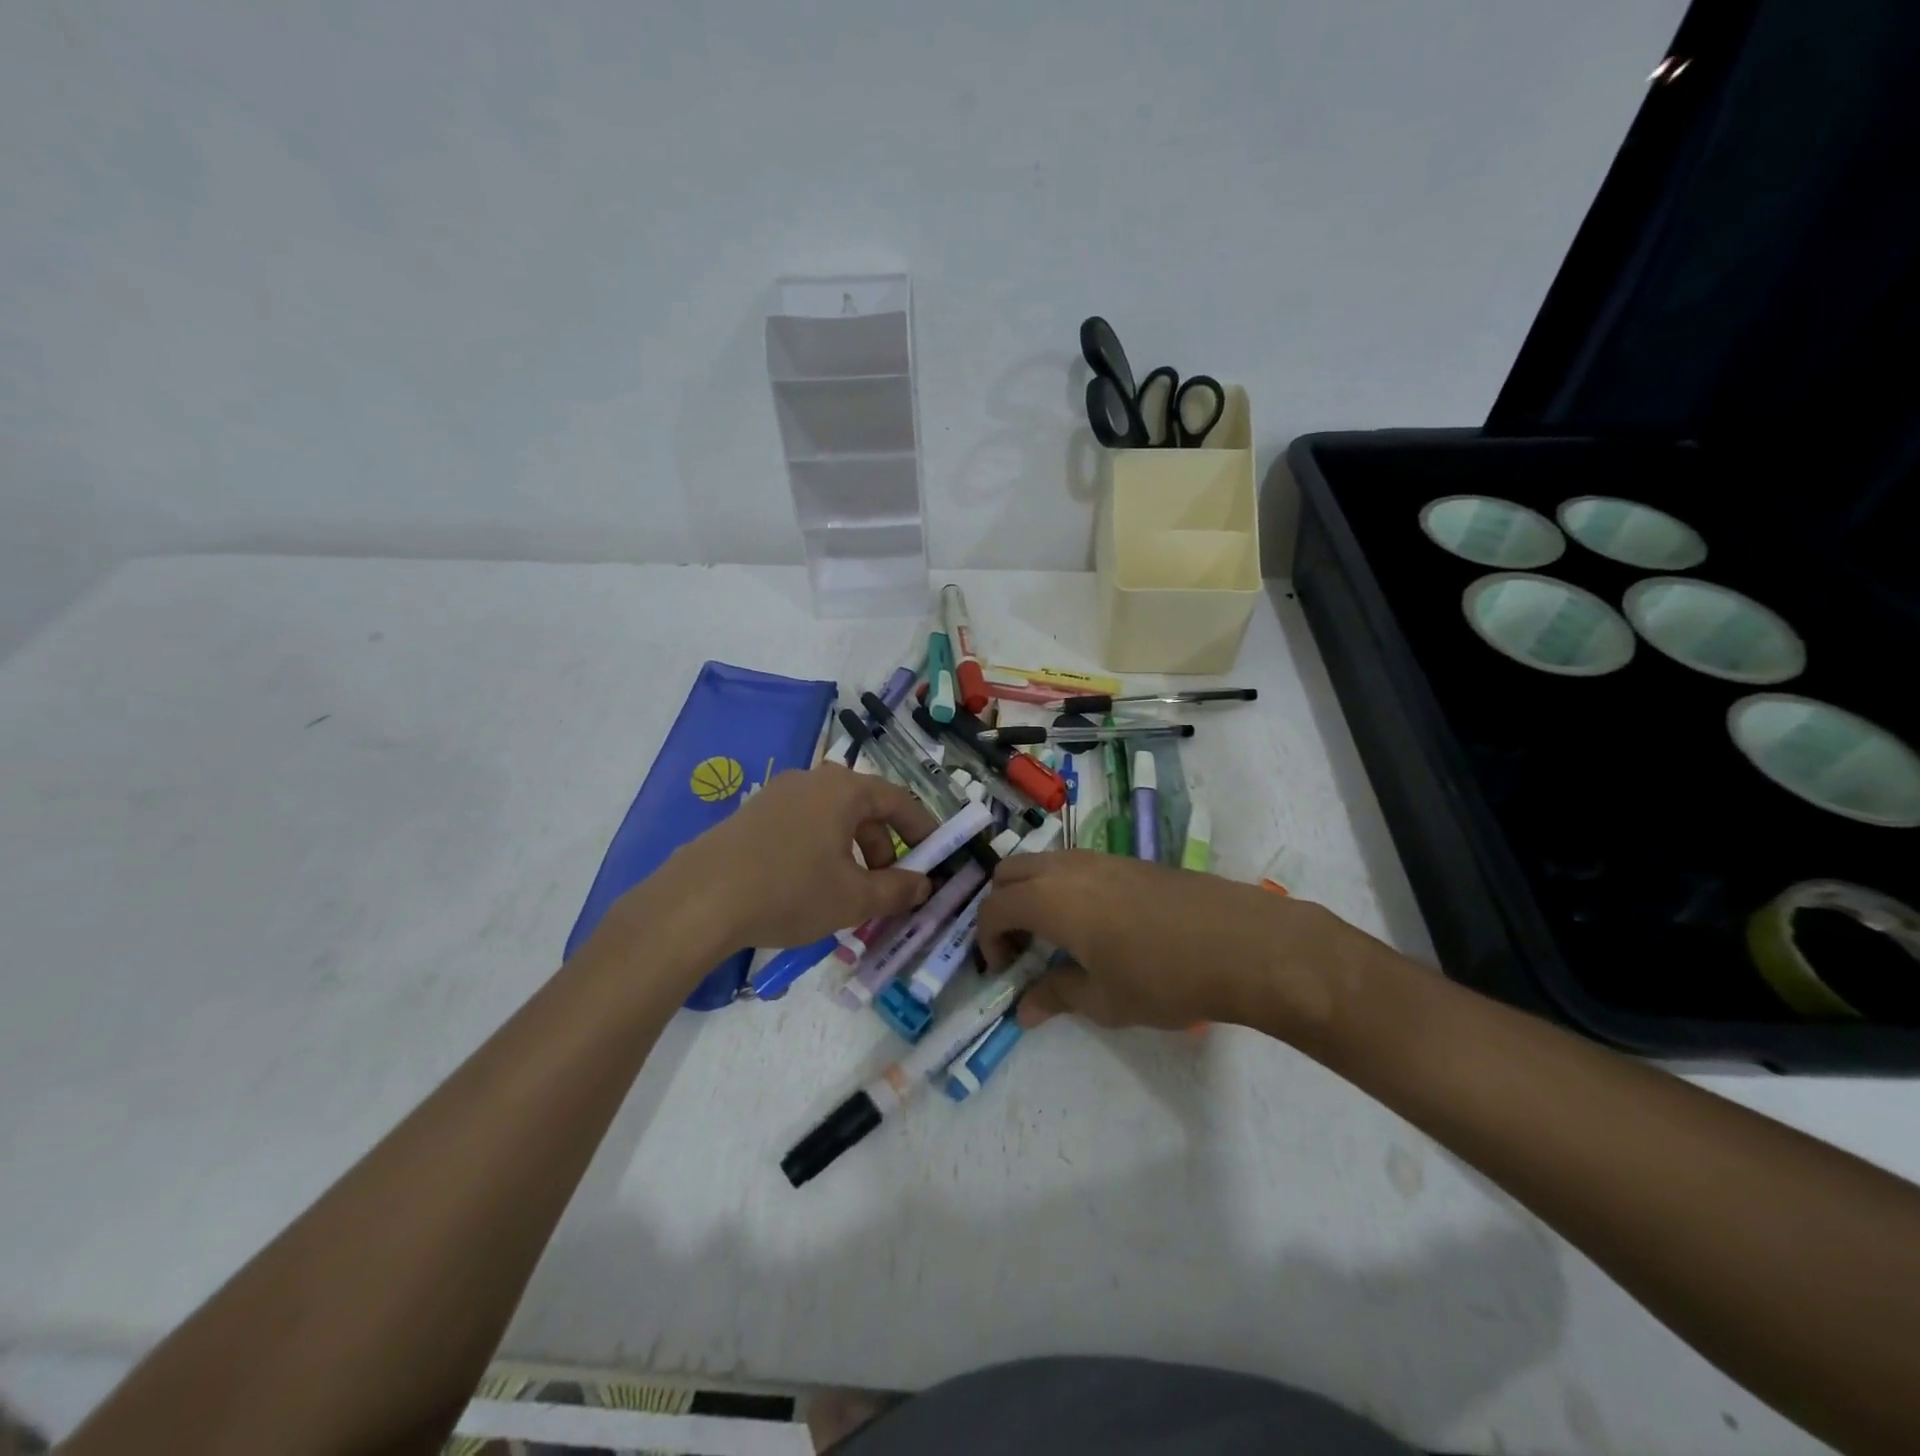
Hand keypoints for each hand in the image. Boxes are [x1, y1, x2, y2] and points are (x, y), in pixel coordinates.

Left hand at [659, 763, 937, 951]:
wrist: (699, 900)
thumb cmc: (790, 891)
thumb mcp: (853, 899)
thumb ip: (897, 890)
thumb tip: (923, 884)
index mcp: (843, 790)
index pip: (898, 800)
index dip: (922, 828)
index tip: (935, 855)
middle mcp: (812, 780)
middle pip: (864, 808)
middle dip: (884, 847)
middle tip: (887, 885)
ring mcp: (777, 794)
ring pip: (832, 818)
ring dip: (851, 851)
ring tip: (847, 892)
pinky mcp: (752, 814)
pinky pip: (802, 825)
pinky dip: (820, 850)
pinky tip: (808, 886)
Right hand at [977, 851, 1356, 1031]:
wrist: (1241, 942)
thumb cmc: (1163, 977)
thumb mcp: (1104, 999)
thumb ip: (1057, 996)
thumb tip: (1024, 1010)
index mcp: (1049, 899)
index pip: (993, 908)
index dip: (987, 940)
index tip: (1004, 970)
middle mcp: (1066, 867)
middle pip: (1009, 872)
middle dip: (1002, 907)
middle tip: (1019, 947)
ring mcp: (1101, 857)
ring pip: (1044, 863)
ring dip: (1033, 893)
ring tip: (1055, 935)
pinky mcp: (1130, 859)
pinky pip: (1076, 864)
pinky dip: (1063, 886)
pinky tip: (1096, 923)